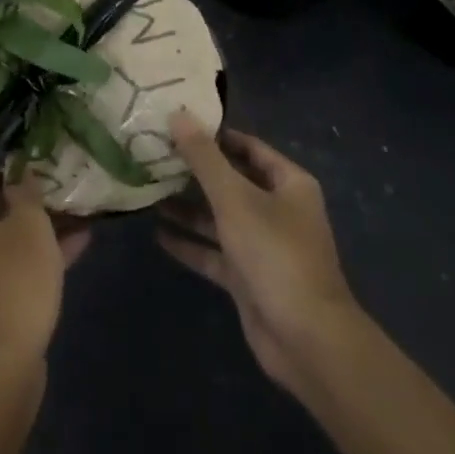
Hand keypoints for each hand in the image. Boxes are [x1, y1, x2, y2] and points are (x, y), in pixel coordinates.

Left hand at [0, 152, 90, 376]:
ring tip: (71, 195)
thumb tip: (21, 172)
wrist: (0, 368)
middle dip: (16, 181)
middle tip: (50, 163)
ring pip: (1, 229)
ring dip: (33, 215)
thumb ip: (26, 191)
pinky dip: (38, 247)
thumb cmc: (11, 282)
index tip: (15, 136)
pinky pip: (11, 258)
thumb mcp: (28, 226)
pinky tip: (81, 237)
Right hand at [158, 111, 362, 400]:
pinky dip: (190, 243)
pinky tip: (157, 234)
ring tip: (148, 190)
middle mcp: (278, 209)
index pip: (248, 147)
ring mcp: (263, 245)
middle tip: (153, 154)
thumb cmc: (275, 254)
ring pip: (220, 217)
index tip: (176, 123)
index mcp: (288, 184)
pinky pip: (214, 252)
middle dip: (195, 171)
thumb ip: (204, 158)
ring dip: (188, 207)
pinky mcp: (248, 277)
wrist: (306, 339)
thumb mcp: (235, 198)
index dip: (215, 135)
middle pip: (231, 181)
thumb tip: (178, 114)